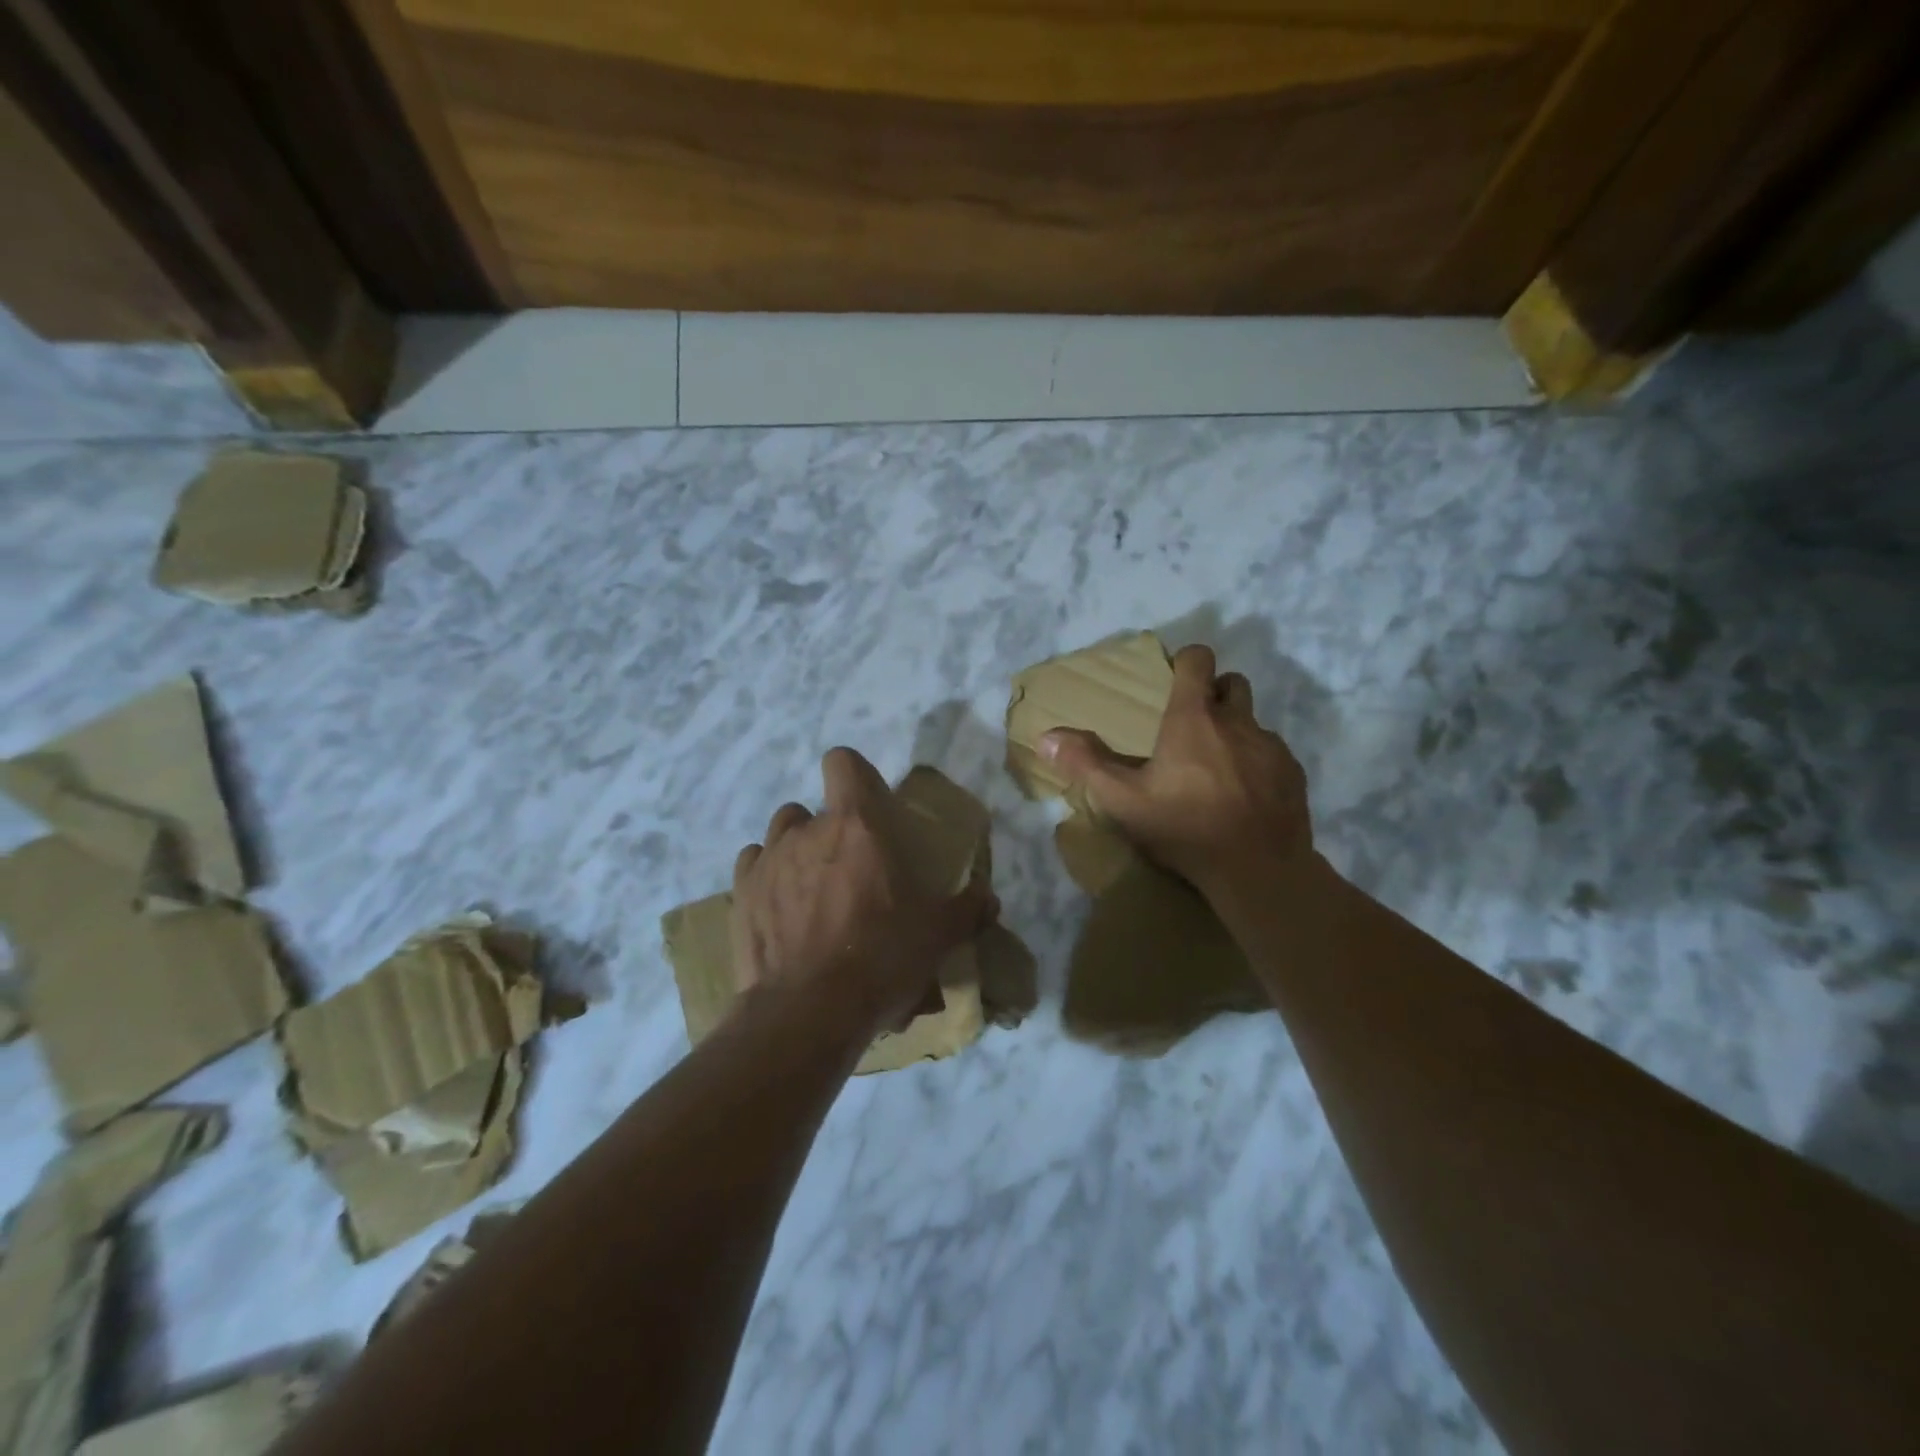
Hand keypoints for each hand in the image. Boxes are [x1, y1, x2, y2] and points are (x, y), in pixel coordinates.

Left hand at [730, 747, 995, 1039]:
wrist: (807, 1011)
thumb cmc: (879, 959)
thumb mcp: (936, 936)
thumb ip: (966, 908)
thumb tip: (987, 897)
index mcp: (856, 825)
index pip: (843, 762)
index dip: (853, 774)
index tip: (867, 802)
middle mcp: (807, 830)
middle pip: (811, 808)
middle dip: (827, 830)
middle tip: (847, 869)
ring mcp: (768, 860)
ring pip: (780, 833)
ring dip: (795, 850)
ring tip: (811, 888)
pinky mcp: (741, 894)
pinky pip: (753, 864)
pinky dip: (766, 876)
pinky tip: (779, 907)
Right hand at [1039, 644, 1314, 899]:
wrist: (1258, 870)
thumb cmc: (1185, 828)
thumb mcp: (1123, 801)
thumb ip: (1085, 764)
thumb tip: (1046, 735)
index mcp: (1193, 719)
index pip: (1198, 661)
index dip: (1187, 660)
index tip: (1174, 677)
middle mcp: (1237, 721)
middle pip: (1233, 683)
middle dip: (1215, 692)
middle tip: (1194, 723)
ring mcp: (1271, 747)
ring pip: (1254, 721)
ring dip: (1236, 731)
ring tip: (1218, 766)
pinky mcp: (1293, 774)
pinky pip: (1273, 754)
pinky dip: (1258, 763)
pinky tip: (1245, 795)